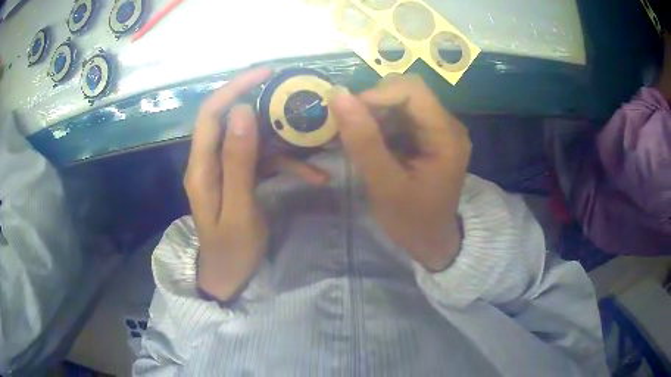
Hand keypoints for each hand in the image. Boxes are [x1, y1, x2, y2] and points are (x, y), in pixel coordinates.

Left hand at [185, 67, 327, 300]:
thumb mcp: (239, 209)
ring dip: (283, 139)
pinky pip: (261, 160)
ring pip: (252, 139)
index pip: (212, 113)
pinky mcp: (239, 177)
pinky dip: (286, 164)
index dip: (235, 87)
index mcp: (201, 167)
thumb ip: (238, 162)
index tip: (266, 72)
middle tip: (295, 96)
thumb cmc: (232, 250)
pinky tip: (314, 176)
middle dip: (263, 104)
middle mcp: (209, 161)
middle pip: (232, 119)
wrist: (228, 276)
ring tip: (315, 141)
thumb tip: (243, 111)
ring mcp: (225, 169)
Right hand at [330, 74, 469, 270]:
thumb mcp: (385, 186)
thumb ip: (363, 141)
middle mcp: (447, 124)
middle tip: (351, 132)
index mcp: (446, 135)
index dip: (377, 94)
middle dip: (373, 105)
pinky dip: (379, 124)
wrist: (431, 242)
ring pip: (399, 102)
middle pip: (405, 92)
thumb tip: (338, 94)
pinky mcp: (427, 136)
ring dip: (373, 115)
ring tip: (357, 141)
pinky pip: (400, 116)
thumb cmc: (412, 221)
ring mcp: (438, 129)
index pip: (412, 90)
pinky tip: (369, 145)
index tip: (349, 116)